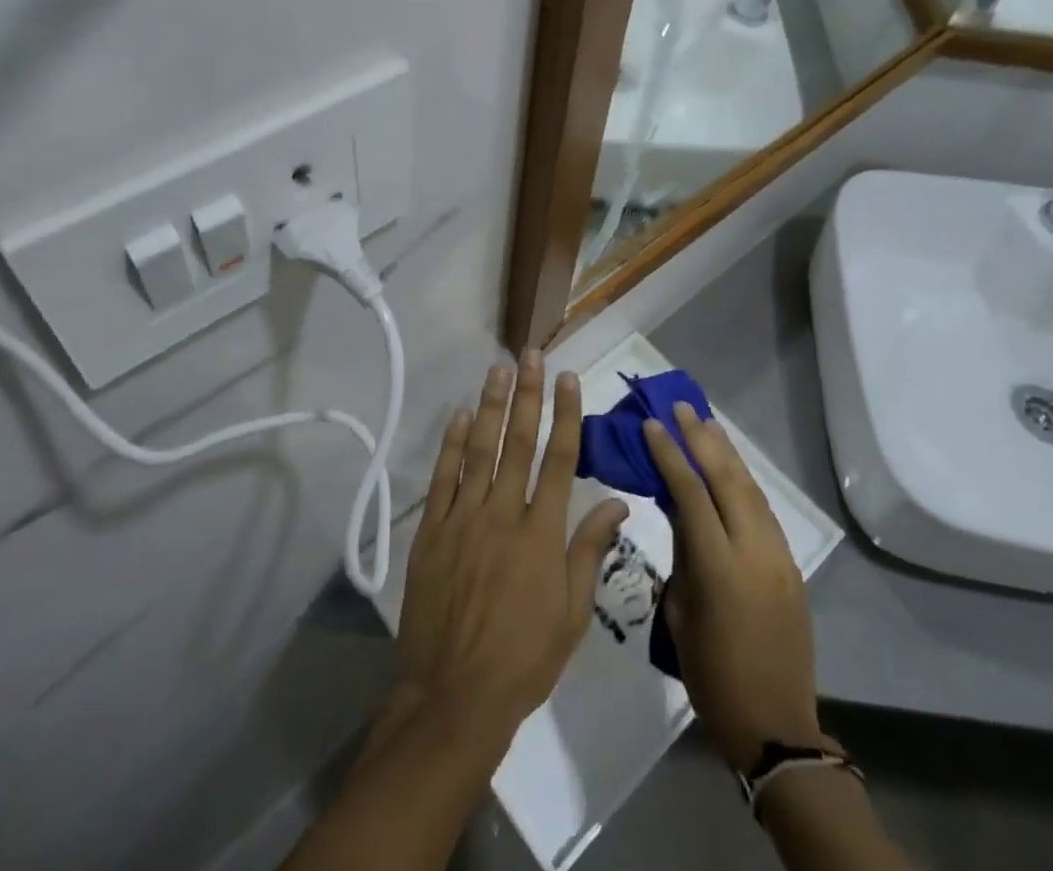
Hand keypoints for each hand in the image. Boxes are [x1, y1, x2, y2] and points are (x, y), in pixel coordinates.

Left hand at [395, 351, 628, 743]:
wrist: (455, 696)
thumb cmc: (524, 659)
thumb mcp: (573, 613)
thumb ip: (590, 550)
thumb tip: (619, 504)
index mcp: (542, 533)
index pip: (560, 459)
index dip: (566, 415)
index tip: (568, 379)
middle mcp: (504, 513)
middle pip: (518, 442)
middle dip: (527, 395)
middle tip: (531, 355)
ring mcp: (464, 519)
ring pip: (479, 449)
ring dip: (489, 406)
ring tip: (497, 370)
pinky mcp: (432, 531)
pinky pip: (443, 478)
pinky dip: (451, 444)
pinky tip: (458, 415)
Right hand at [643, 402, 820, 770]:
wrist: (774, 723)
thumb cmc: (710, 673)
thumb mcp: (680, 610)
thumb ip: (682, 552)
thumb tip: (679, 508)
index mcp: (719, 567)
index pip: (691, 493)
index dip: (670, 455)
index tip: (652, 425)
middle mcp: (754, 550)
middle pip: (727, 479)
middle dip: (702, 439)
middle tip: (681, 407)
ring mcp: (778, 555)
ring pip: (750, 489)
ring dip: (726, 453)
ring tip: (706, 424)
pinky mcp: (790, 564)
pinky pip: (763, 509)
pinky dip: (743, 480)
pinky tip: (730, 466)